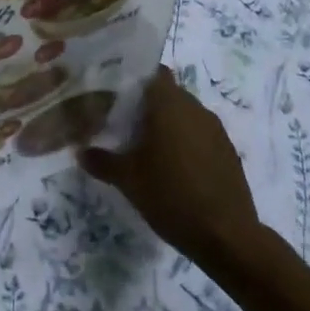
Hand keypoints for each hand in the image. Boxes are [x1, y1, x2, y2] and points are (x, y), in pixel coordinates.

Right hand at [80, 66, 263, 269]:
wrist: (227, 237)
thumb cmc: (171, 196)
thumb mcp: (128, 180)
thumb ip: (102, 161)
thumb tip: (80, 152)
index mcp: (169, 104)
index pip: (153, 72)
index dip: (135, 77)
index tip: (117, 92)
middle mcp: (195, 108)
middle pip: (169, 93)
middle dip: (148, 104)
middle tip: (125, 123)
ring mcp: (216, 130)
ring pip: (186, 114)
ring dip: (170, 124)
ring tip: (149, 147)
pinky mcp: (229, 152)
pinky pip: (202, 134)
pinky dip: (187, 142)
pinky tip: (175, 167)